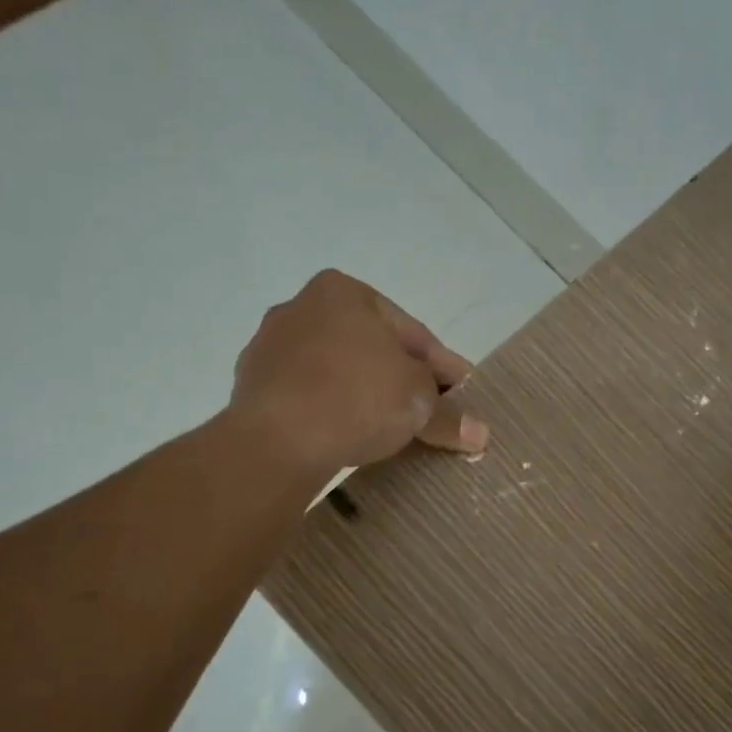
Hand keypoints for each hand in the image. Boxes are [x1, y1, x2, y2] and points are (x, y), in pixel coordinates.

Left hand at [230, 270, 488, 475]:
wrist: (276, 441)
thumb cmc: (357, 398)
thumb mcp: (418, 403)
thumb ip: (449, 413)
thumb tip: (480, 434)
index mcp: (342, 291)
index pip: (410, 331)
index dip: (442, 366)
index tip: (461, 392)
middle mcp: (300, 307)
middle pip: (370, 347)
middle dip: (401, 378)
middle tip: (430, 410)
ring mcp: (269, 347)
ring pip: (336, 371)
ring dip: (365, 394)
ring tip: (390, 427)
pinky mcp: (251, 387)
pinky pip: (308, 395)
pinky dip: (332, 410)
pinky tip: (349, 435)